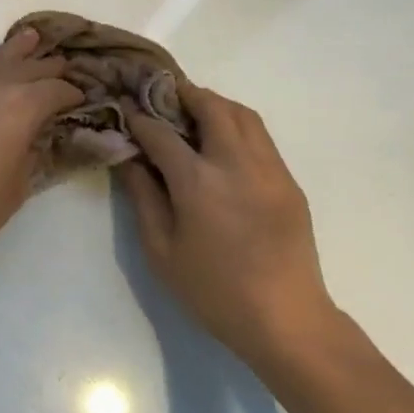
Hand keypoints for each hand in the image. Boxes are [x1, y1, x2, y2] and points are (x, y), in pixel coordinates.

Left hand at [0, 29, 83, 266]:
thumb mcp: (16, 188)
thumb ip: (30, 157)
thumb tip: (34, 140)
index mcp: (22, 106)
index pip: (57, 89)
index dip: (73, 93)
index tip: (81, 99)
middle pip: (30, 65)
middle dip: (50, 67)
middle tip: (63, 69)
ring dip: (16, 50)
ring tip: (30, 38)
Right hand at [117, 85, 340, 374]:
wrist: (285, 318)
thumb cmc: (212, 290)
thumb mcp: (161, 250)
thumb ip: (143, 197)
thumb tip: (128, 158)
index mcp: (198, 181)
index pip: (162, 133)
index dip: (139, 118)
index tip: (125, 109)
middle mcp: (236, 163)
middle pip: (210, 106)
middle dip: (182, 94)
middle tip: (161, 98)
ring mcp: (269, 169)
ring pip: (242, 114)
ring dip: (214, 104)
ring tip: (192, 113)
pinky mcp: (288, 181)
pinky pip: (261, 137)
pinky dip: (237, 125)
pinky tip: (222, 144)